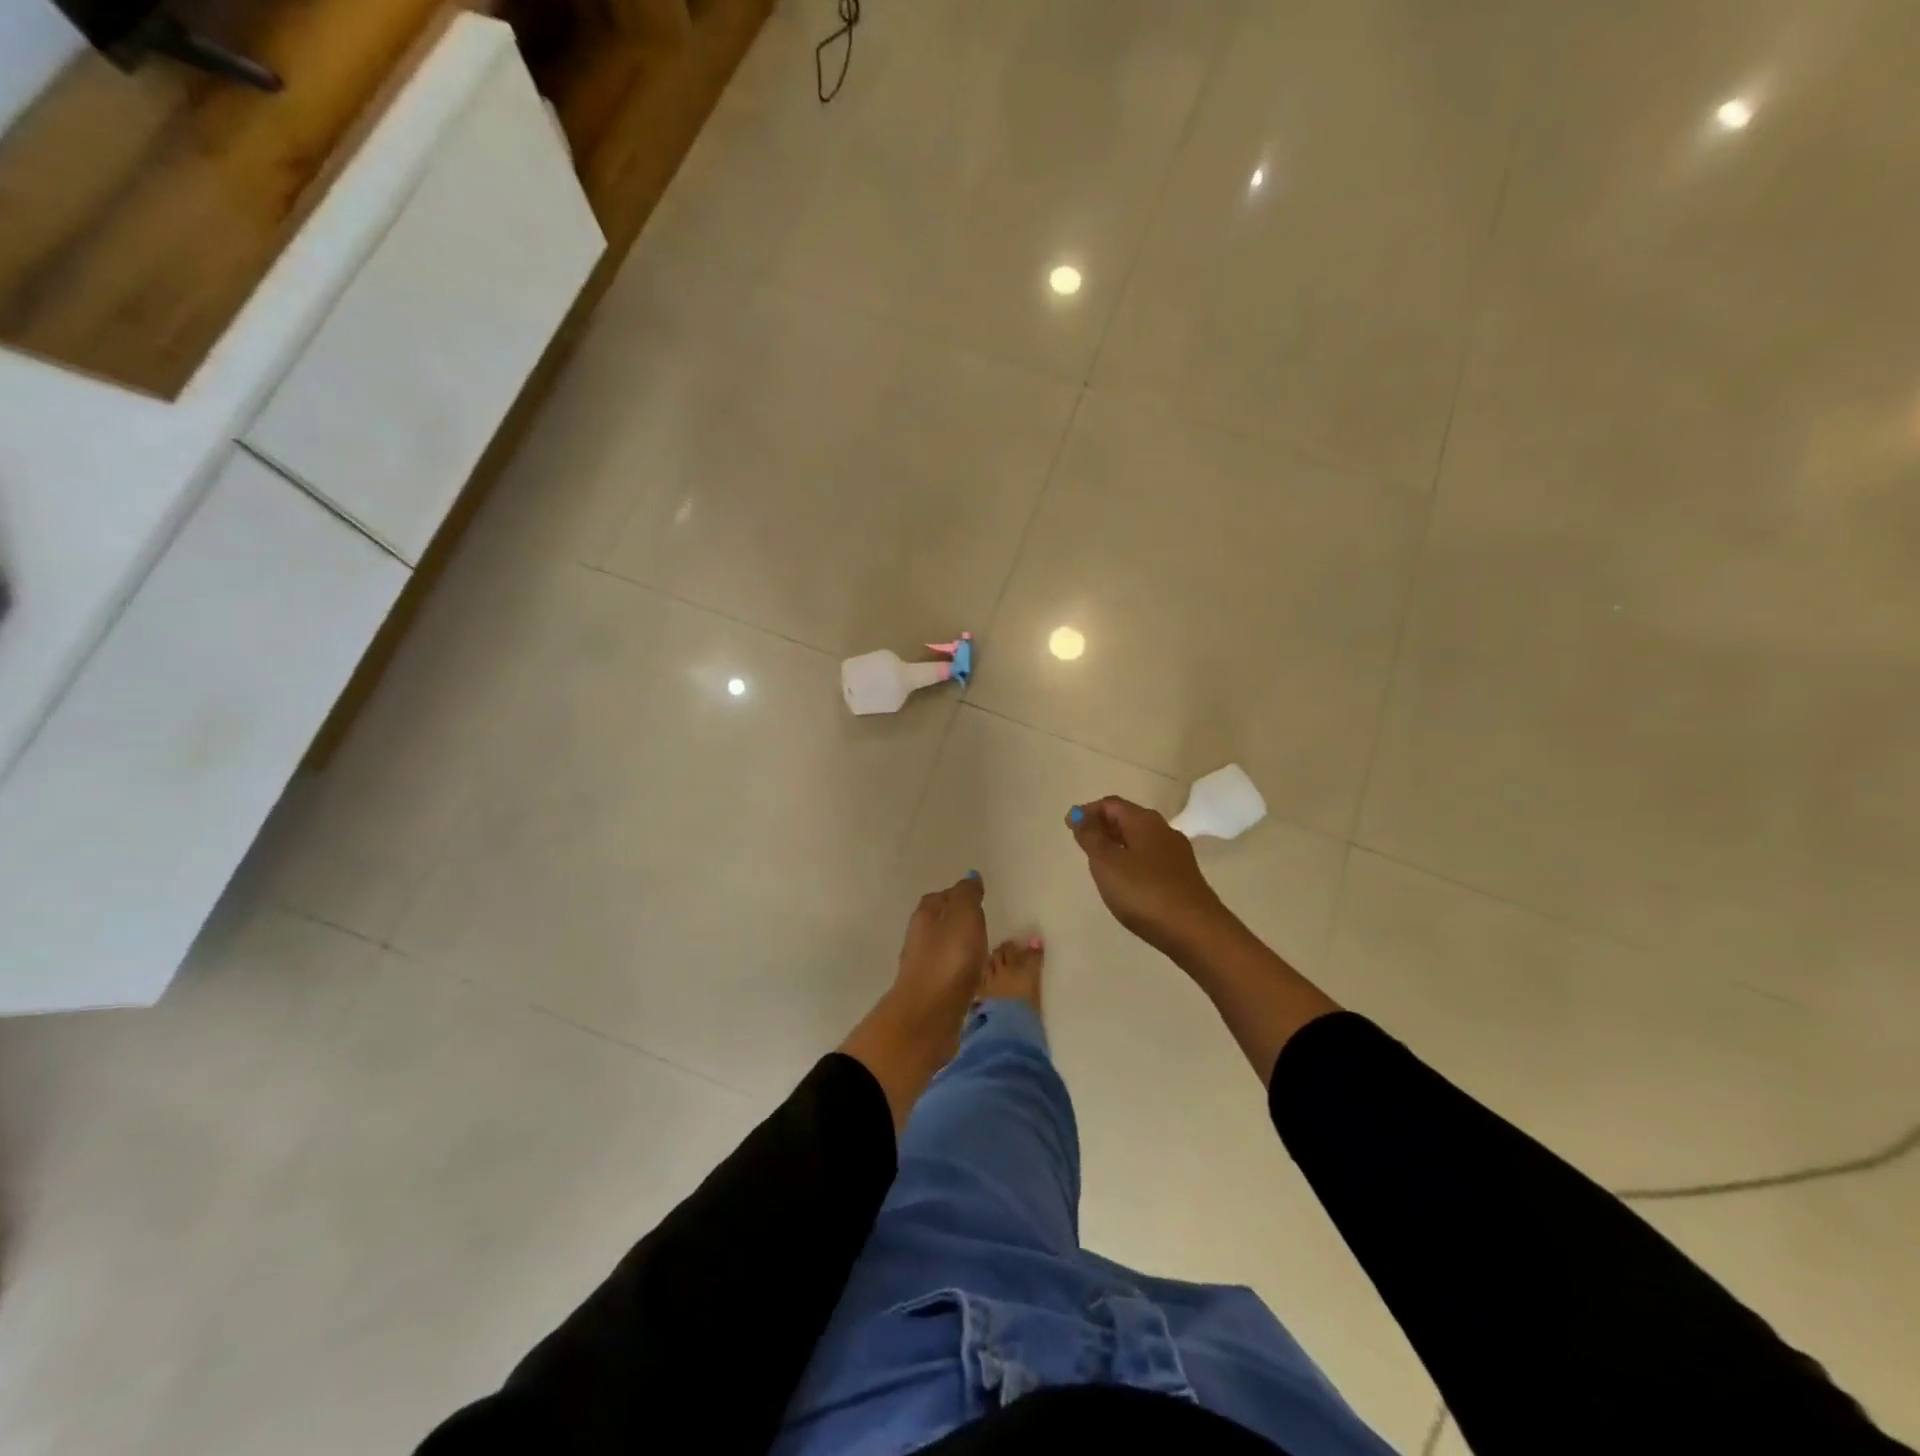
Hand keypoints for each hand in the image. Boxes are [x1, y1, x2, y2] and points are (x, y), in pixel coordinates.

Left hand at [891, 872, 988, 1035]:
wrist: (928, 1015)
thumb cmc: (949, 959)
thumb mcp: (964, 917)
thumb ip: (967, 896)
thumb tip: (970, 877)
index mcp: (924, 917)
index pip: (937, 898)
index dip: (955, 896)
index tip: (974, 898)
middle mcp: (918, 940)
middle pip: (936, 923)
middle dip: (955, 921)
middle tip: (979, 923)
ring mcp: (921, 969)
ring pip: (941, 950)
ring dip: (957, 948)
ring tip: (980, 950)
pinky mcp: (929, 995)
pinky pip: (946, 974)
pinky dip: (958, 970)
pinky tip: (971, 977)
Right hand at [1067, 797, 1235, 957]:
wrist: (1195, 930)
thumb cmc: (1143, 891)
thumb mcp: (1106, 862)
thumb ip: (1090, 836)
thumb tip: (1079, 814)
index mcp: (1144, 821)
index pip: (1111, 804)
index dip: (1088, 810)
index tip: (1069, 825)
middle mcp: (1163, 830)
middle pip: (1128, 819)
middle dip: (1103, 826)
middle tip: (1081, 842)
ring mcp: (1176, 854)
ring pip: (1140, 840)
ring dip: (1117, 844)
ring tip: (1099, 862)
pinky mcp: (1182, 877)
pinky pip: (1150, 858)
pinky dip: (1132, 860)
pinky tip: (1125, 880)